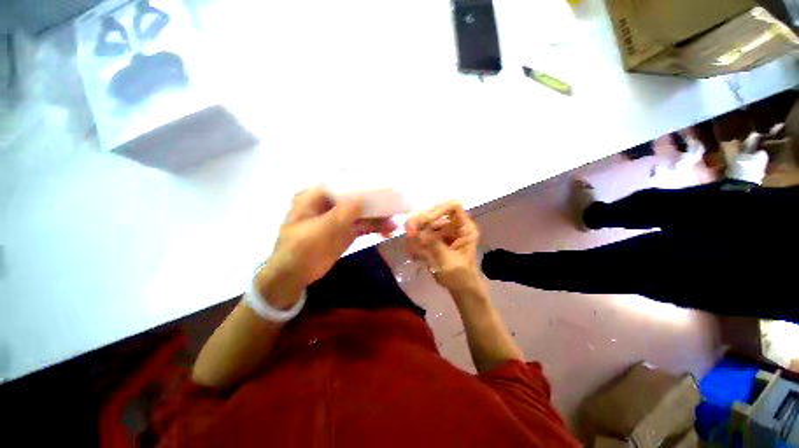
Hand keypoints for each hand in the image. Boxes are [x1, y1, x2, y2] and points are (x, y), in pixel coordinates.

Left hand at [256, 188, 395, 307]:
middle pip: (355, 196)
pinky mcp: (346, 231)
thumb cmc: (300, 250)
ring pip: (362, 212)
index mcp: (316, 197)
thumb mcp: (320, 230)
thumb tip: (362, 198)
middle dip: (374, 201)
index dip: (360, 180)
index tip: (380, 182)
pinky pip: (363, 225)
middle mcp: (329, 204)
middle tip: (393, 204)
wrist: (294, 276)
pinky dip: (375, 227)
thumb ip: (341, 213)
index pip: (341, 181)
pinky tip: (387, 231)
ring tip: (394, 222)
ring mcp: (339, 218)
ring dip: (378, 216)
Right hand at [406, 201, 483, 295]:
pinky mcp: (436, 240)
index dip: (438, 210)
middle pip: (434, 213)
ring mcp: (444, 233)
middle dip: (420, 222)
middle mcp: (453, 226)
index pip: (453, 206)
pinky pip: (422, 235)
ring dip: (415, 233)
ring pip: (426, 223)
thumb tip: (419, 230)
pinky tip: (413, 254)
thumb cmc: (461, 277)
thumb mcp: (448, 261)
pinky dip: (415, 242)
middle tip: (409, 233)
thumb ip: (434, 244)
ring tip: (410, 246)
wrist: (462, 290)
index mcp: (464, 228)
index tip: (425, 222)